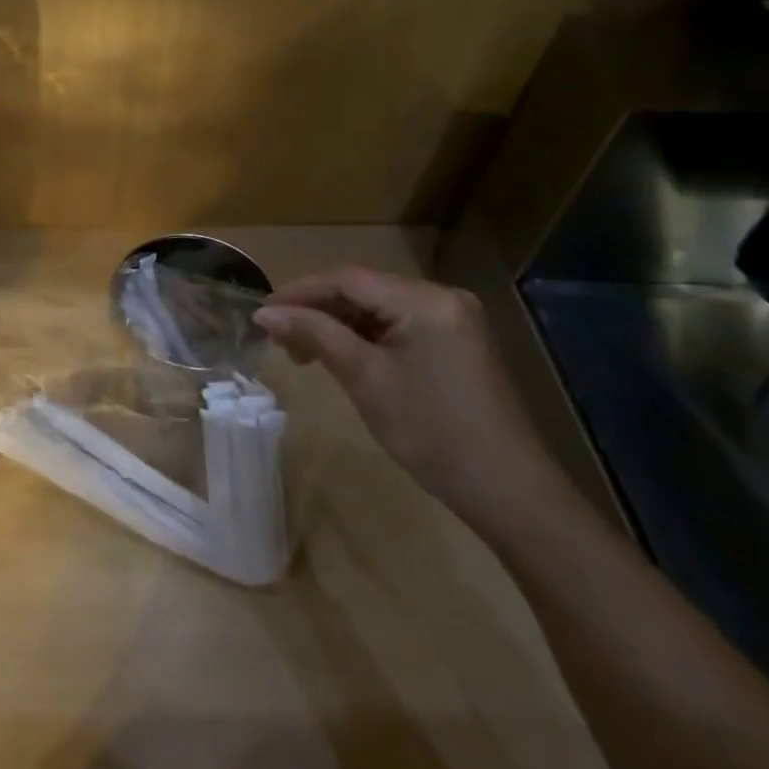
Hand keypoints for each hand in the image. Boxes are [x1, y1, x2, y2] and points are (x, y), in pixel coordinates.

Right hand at [254, 268, 566, 526]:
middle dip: (317, 308)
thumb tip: (265, 312)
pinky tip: (339, 355)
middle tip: (279, 336)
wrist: (506, 490)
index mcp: (424, 300)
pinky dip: (364, 336)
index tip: (262, 312)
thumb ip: (315, 335)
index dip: (300, 291)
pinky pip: (397, 324)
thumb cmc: (430, 431)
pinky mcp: (454, 341)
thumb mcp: (365, 379)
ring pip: (377, 307)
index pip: (347, 278)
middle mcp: (441, 296)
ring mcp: (451, 318)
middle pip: (362, 289)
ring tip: (301, 350)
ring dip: (337, 323)